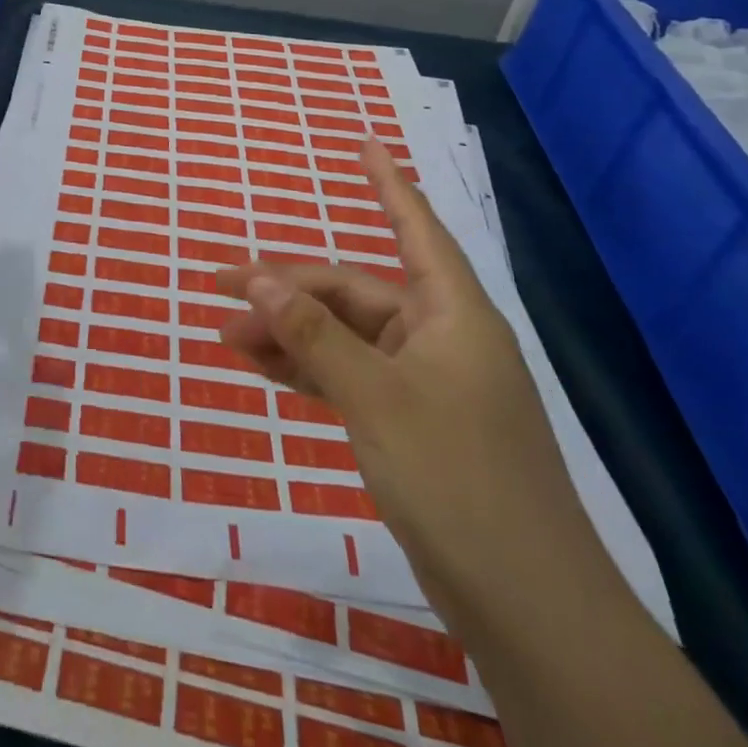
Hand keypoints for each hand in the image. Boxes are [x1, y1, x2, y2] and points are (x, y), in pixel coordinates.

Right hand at [214, 141, 596, 614]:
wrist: (524, 604)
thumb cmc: (457, 479)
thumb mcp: (374, 397)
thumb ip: (314, 335)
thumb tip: (258, 280)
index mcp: (451, 315)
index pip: (416, 228)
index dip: (387, 183)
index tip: (363, 142)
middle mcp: (440, 339)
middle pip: (355, 293)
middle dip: (289, 290)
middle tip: (223, 288)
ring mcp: (426, 384)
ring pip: (345, 339)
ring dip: (290, 334)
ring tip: (226, 334)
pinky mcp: (412, 425)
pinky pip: (349, 378)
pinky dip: (308, 371)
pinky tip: (263, 369)